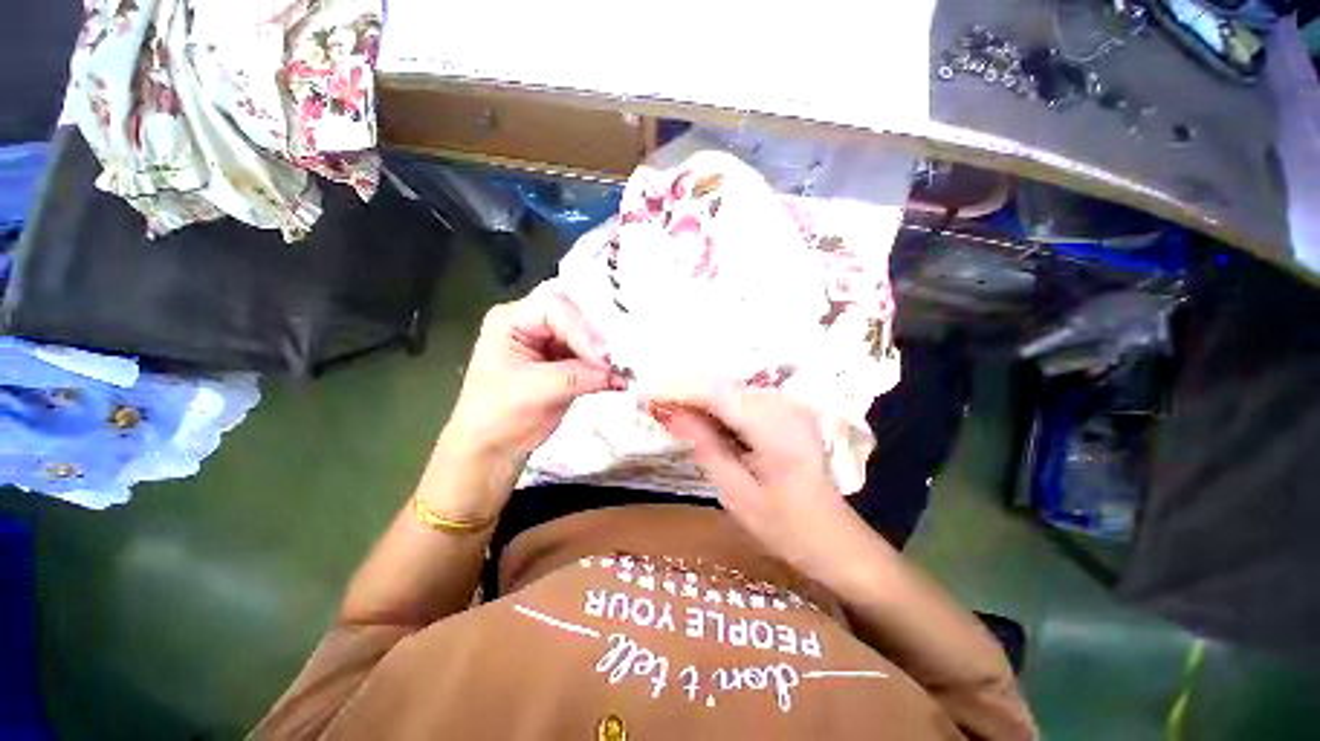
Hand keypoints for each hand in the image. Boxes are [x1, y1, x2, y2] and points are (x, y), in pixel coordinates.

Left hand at [440, 290, 622, 469]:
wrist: (492, 448)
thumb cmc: (497, 417)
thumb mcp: (533, 392)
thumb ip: (575, 377)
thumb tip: (616, 373)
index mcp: (511, 320)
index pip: (554, 308)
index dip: (582, 329)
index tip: (602, 358)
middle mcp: (532, 324)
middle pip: (575, 319)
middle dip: (596, 342)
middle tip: (616, 364)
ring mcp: (550, 342)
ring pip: (587, 337)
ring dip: (604, 356)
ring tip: (619, 373)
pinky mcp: (565, 361)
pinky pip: (590, 356)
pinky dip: (603, 367)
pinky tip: (614, 378)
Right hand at [647, 383, 856, 568]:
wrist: (834, 538)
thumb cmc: (786, 527)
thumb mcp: (736, 493)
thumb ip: (704, 445)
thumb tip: (670, 412)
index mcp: (776, 428)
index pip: (716, 393)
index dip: (677, 390)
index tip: (643, 396)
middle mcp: (784, 405)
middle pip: (722, 386)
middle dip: (684, 392)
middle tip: (650, 404)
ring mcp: (788, 404)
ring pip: (730, 389)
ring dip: (697, 398)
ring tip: (667, 411)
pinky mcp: (786, 410)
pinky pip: (741, 399)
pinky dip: (715, 406)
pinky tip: (697, 418)